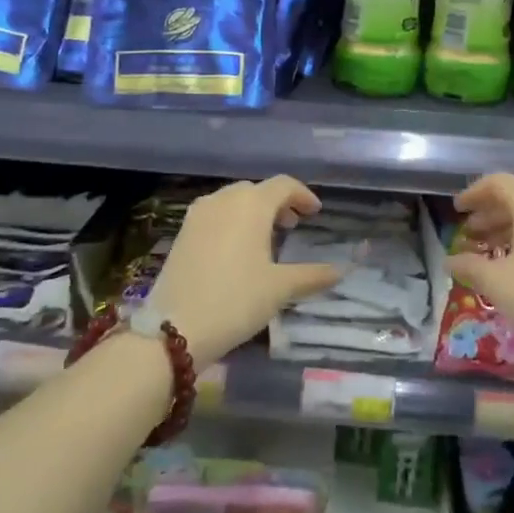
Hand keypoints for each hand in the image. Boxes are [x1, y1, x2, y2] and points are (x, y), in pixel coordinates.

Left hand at [143, 176, 341, 365]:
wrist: (174, 327)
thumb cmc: (236, 300)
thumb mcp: (279, 289)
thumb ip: (312, 275)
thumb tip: (339, 271)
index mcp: (251, 205)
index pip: (283, 185)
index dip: (303, 195)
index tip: (315, 212)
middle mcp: (223, 200)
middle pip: (256, 190)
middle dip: (278, 203)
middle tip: (293, 226)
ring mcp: (198, 215)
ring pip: (232, 201)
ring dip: (253, 211)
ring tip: (266, 237)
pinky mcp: (182, 232)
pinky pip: (214, 214)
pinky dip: (231, 221)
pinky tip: (236, 248)